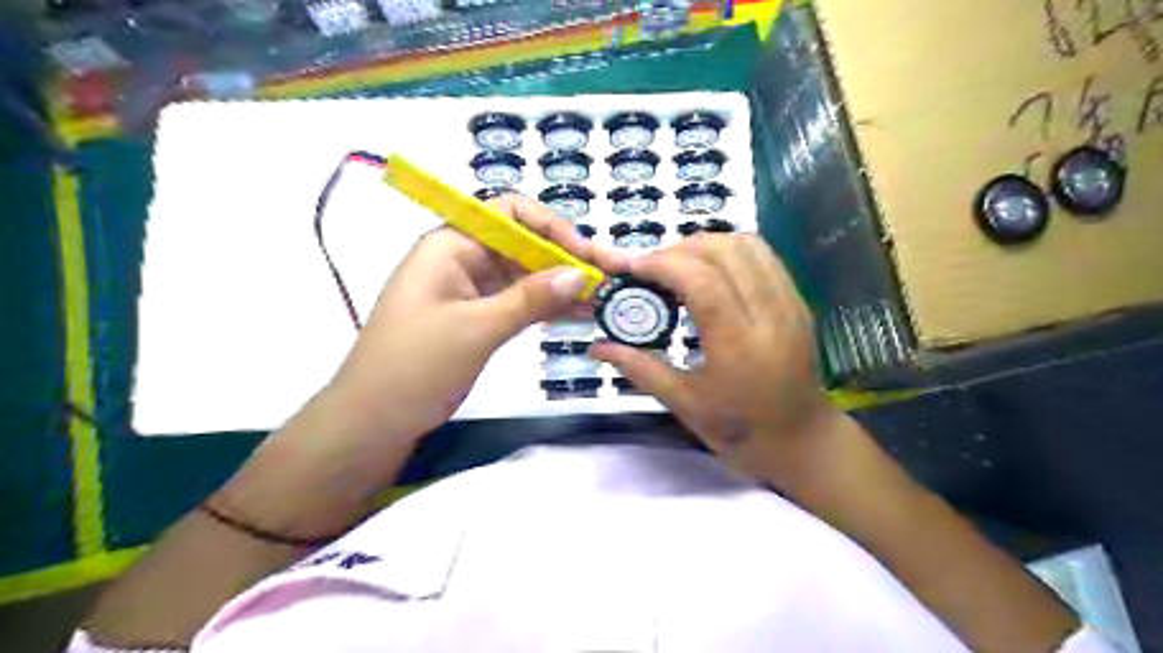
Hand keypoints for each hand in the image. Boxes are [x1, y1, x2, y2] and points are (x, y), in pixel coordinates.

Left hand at [326, 191, 597, 439]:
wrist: (374, 421)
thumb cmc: (416, 366)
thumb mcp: (476, 329)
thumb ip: (530, 299)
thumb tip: (580, 273)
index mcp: (451, 245)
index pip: (509, 214)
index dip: (550, 227)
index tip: (585, 254)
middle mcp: (462, 259)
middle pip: (521, 244)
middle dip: (563, 259)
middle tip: (604, 281)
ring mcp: (469, 290)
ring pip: (523, 276)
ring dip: (558, 285)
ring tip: (598, 300)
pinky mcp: (476, 317)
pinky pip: (517, 302)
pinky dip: (544, 307)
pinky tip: (575, 315)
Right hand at [594, 231, 840, 478]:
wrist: (802, 441)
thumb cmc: (741, 431)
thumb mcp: (685, 405)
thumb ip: (640, 369)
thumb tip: (597, 346)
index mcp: (739, 347)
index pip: (703, 283)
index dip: (664, 264)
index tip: (633, 267)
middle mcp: (770, 315)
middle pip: (726, 253)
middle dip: (681, 249)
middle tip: (651, 268)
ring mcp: (790, 304)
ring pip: (748, 245)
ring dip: (707, 244)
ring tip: (678, 264)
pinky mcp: (797, 300)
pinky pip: (764, 256)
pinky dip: (730, 250)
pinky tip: (709, 270)